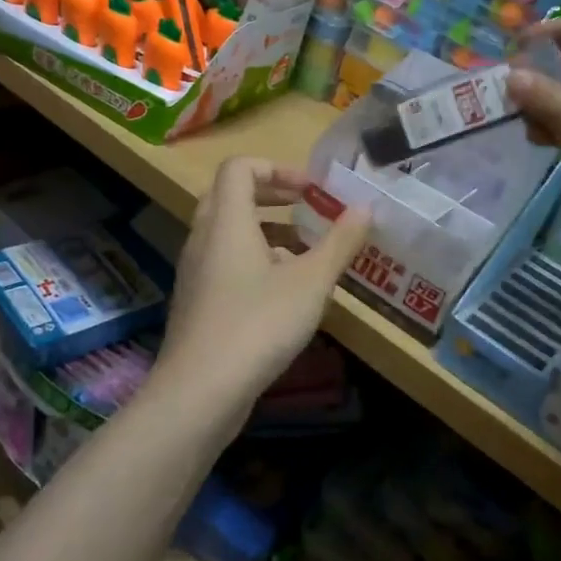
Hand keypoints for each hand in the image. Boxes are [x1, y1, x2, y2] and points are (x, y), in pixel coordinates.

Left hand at [153, 158, 370, 427]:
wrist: (199, 392)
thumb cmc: (258, 324)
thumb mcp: (311, 282)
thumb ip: (339, 242)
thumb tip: (365, 208)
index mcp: (226, 221)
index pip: (239, 167)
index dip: (277, 168)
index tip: (311, 191)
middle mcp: (203, 238)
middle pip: (230, 195)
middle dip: (272, 196)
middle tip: (307, 210)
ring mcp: (195, 272)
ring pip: (228, 233)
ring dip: (266, 232)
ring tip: (305, 254)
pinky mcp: (196, 303)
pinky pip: (224, 263)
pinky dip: (253, 262)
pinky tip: (284, 294)